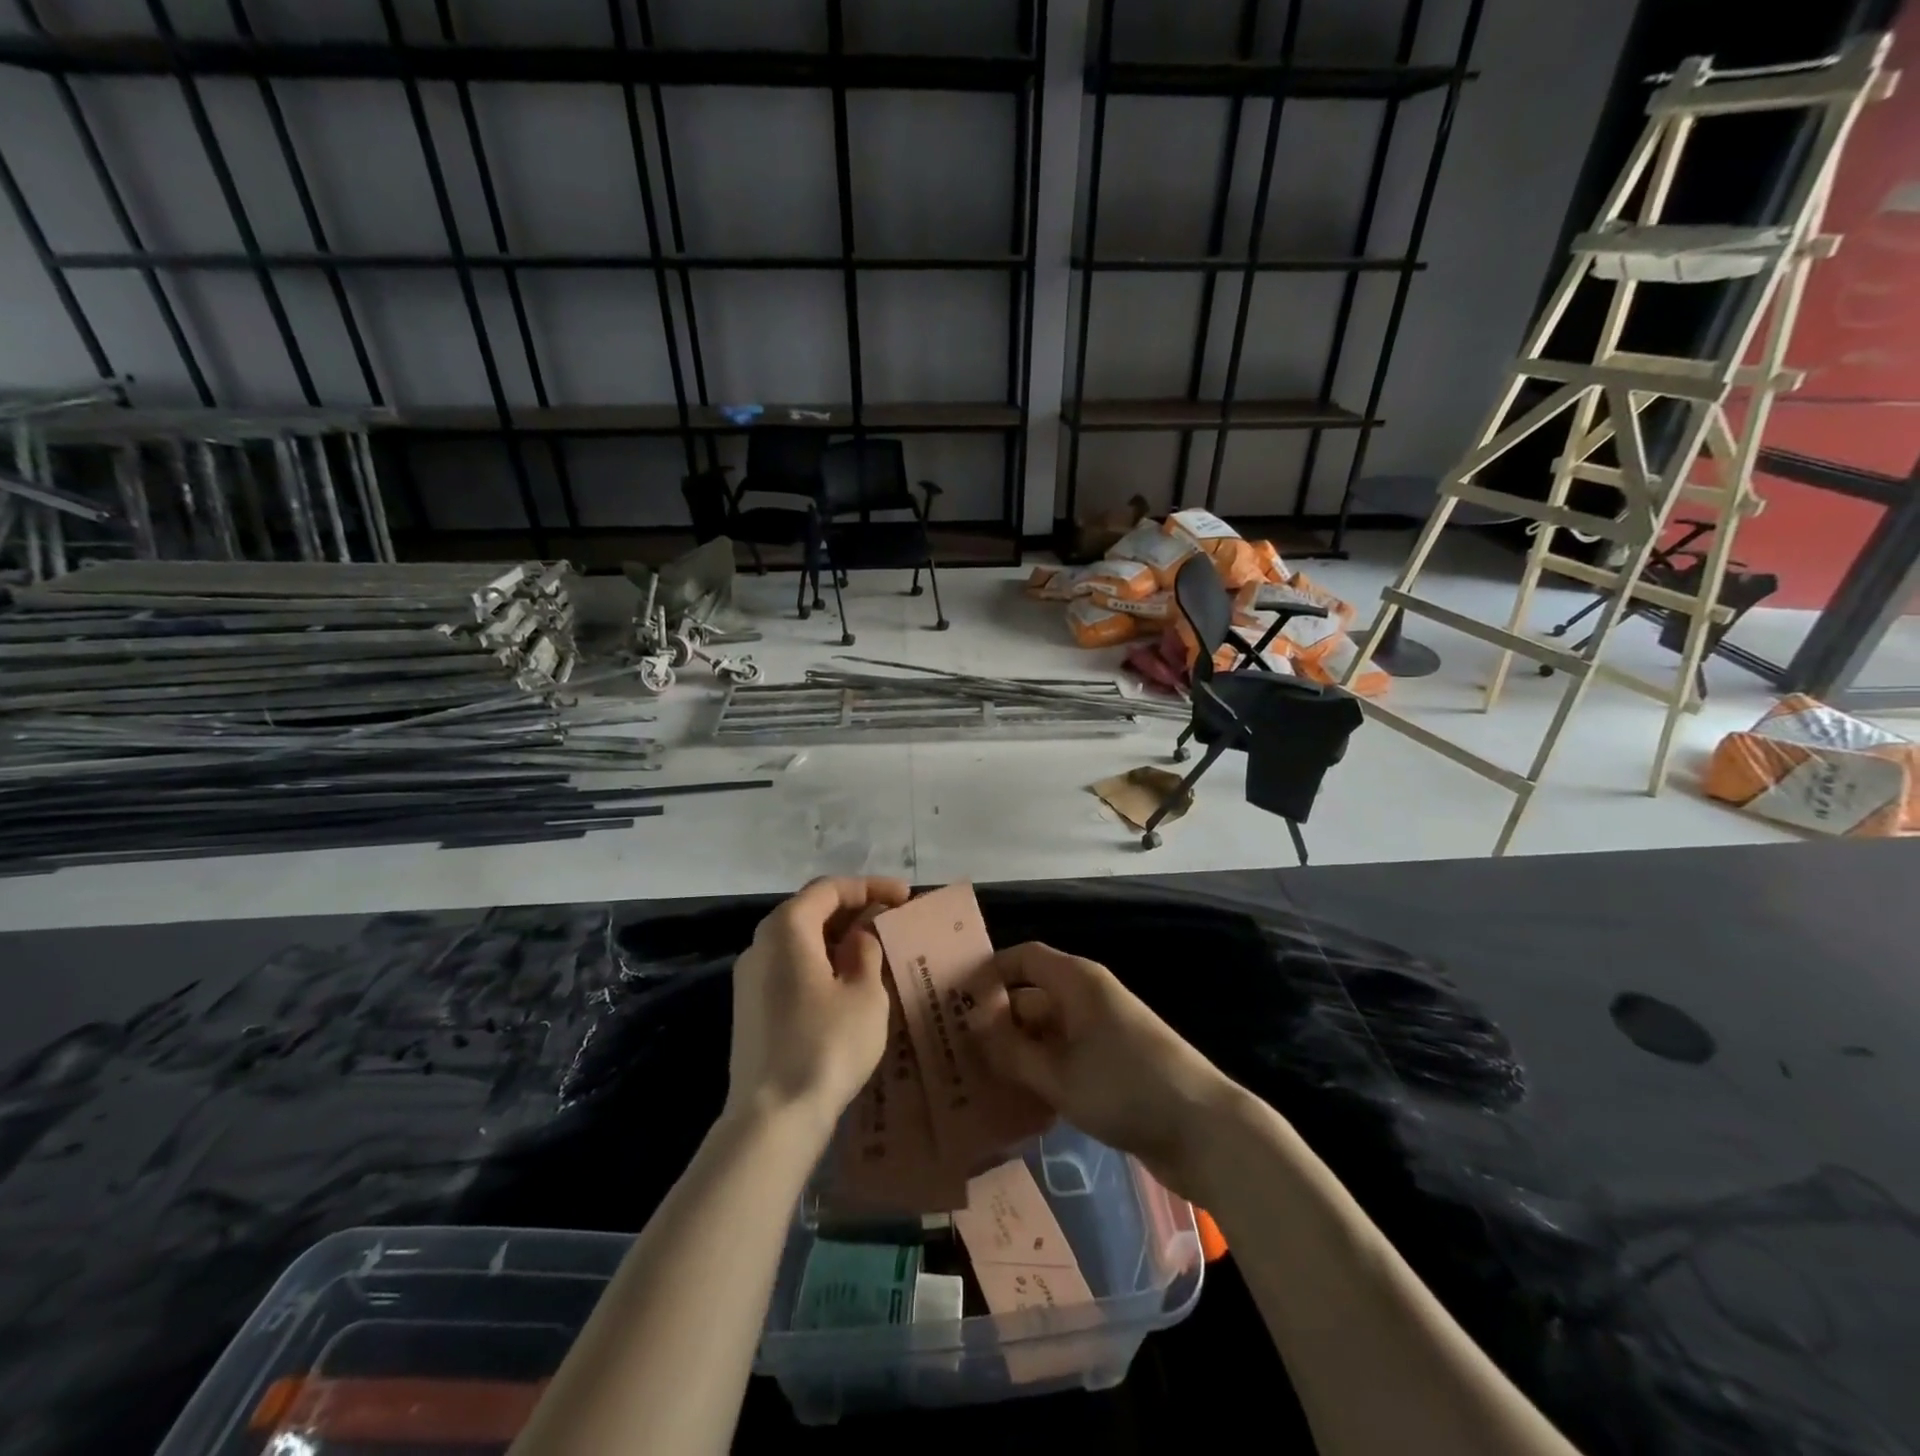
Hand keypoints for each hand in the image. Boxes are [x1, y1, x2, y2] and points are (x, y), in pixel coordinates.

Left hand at [724, 876, 911, 1138]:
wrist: (772, 1118)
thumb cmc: (826, 1045)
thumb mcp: (864, 993)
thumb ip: (866, 952)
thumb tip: (859, 936)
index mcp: (786, 928)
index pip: (829, 889)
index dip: (870, 887)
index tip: (904, 896)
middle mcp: (761, 944)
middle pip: (810, 911)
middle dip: (854, 911)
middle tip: (892, 921)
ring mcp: (750, 978)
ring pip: (799, 941)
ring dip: (837, 939)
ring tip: (876, 951)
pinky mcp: (750, 1009)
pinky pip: (790, 968)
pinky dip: (821, 963)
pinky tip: (847, 984)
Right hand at [973, 942, 1230, 1196]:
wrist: (1204, 1130)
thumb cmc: (1125, 1088)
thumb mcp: (1058, 1074)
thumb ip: (1011, 1050)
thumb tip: (973, 1025)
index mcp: (1077, 981)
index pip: (1022, 958)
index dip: (988, 973)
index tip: (953, 1003)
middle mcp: (1088, 996)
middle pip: (1032, 994)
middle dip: (997, 1020)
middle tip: (957, 1052)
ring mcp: (1103, 1030)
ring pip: (1047, 1029)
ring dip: (1018, 1050)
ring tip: (979, 1080)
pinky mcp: (1113, 1062)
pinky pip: (1065, 1054)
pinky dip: (1042, 1069)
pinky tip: (1019, 1101)